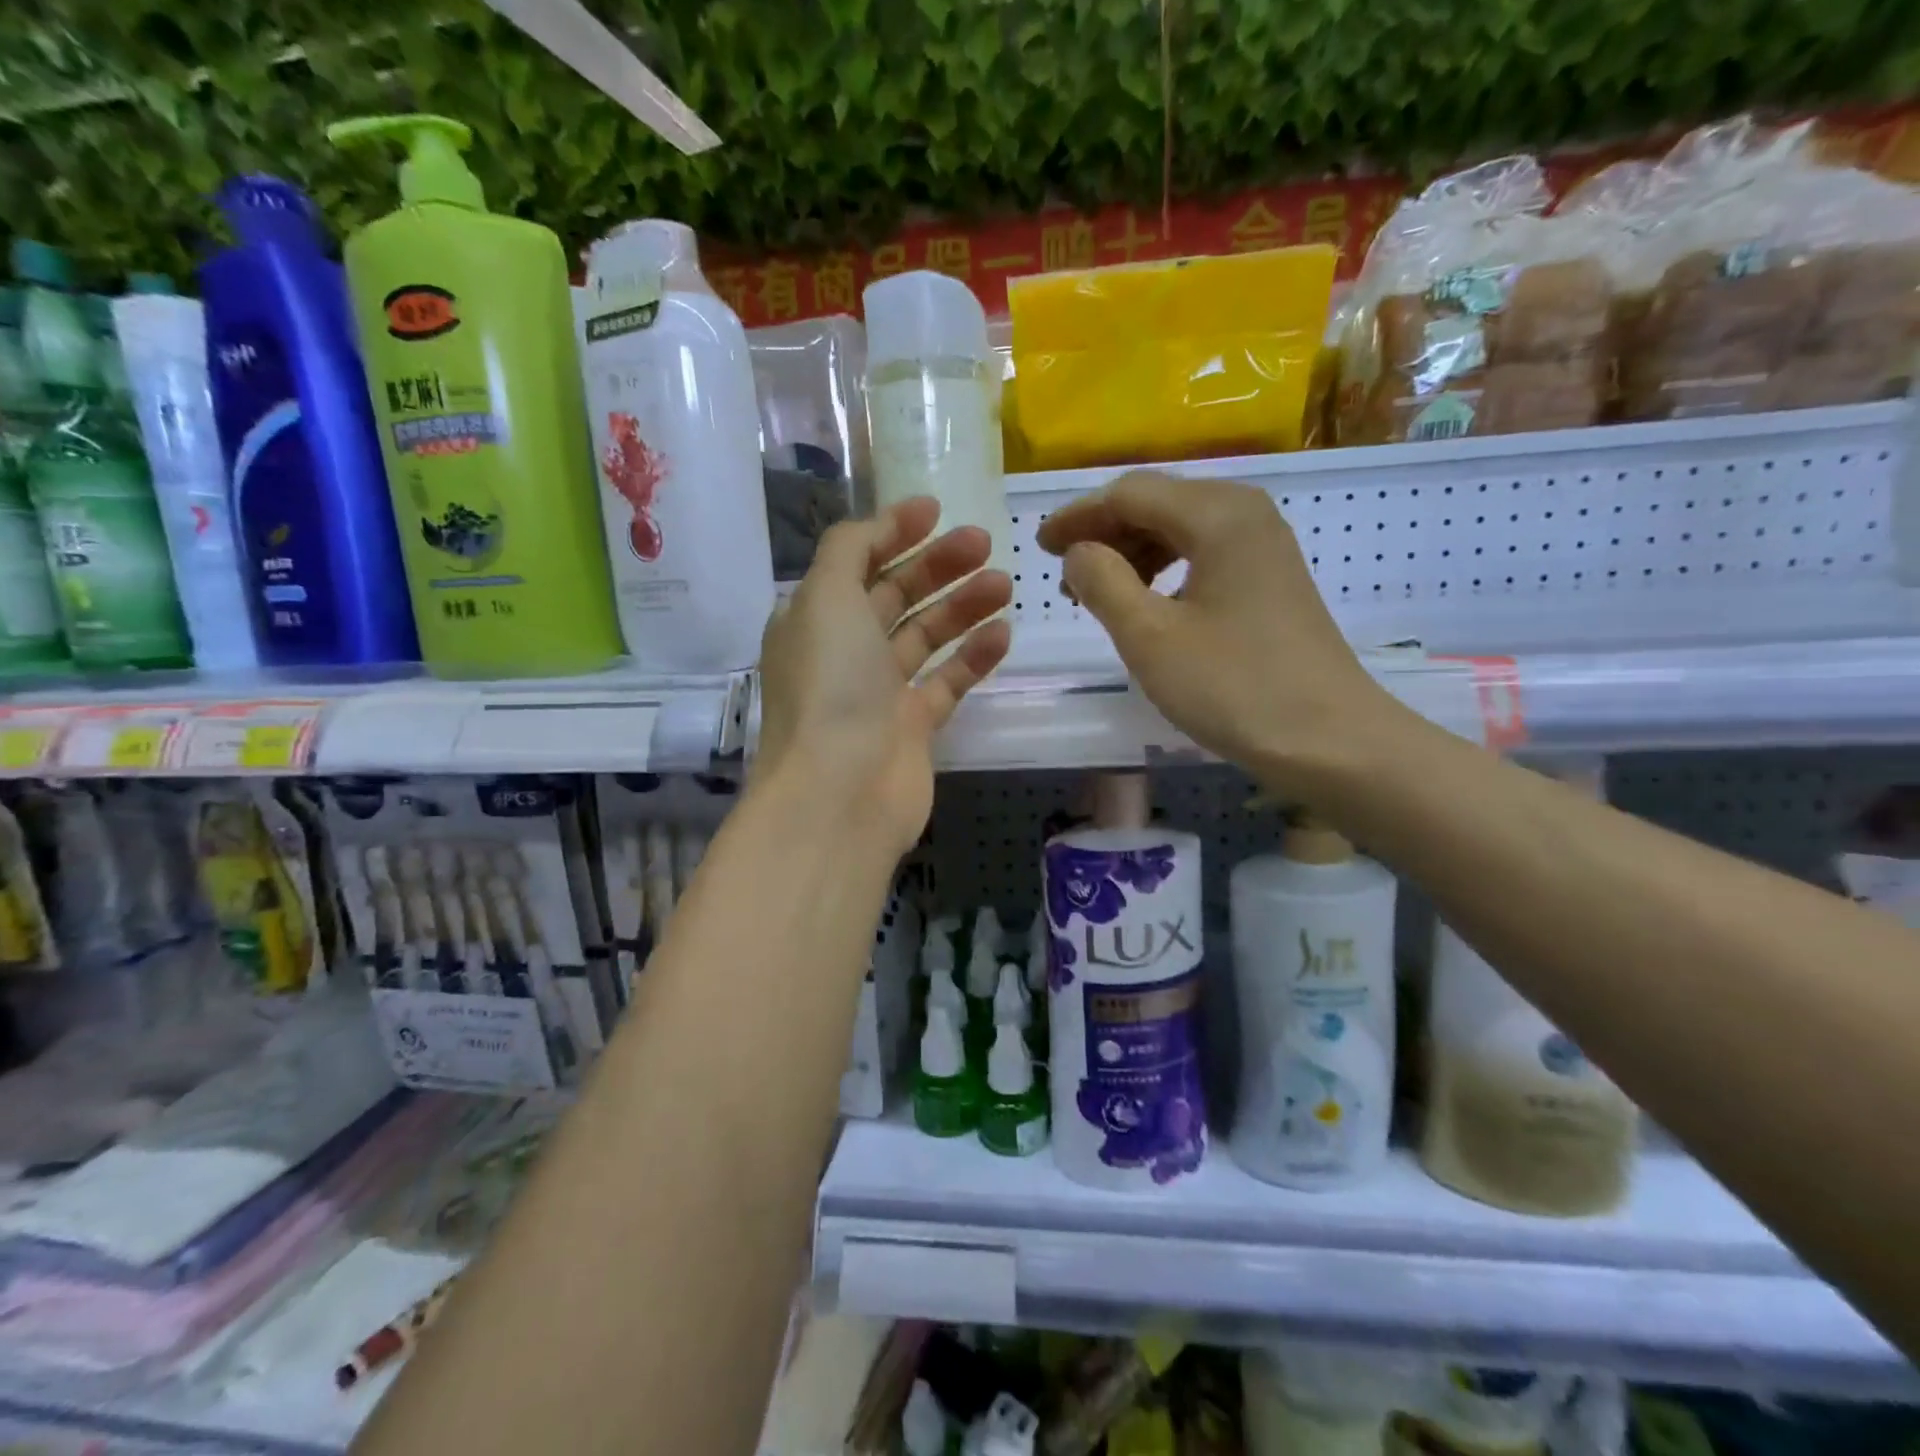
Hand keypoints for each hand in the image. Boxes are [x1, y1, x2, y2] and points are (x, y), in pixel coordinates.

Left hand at [757, 498, 1011, 856]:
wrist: (841, 792)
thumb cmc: (830, 685)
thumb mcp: (826, 597)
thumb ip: (850, 549)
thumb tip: (879, 526)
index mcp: (813, 619)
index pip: (855, 563)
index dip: (892, 532)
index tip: (935, 509)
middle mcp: (843, 652)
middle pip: (895, 596)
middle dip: (937, 565)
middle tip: (984, 542)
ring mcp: (879, 693)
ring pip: (926, 637)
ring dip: (963, 606)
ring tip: (1005, 583)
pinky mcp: (913, 728)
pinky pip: (947, 682)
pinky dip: (973, 657)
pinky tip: (1003, 633)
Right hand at [1036, 470, 1403, 796]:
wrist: (1328, 739)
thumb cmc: (1233, 687)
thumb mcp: (1149, 637)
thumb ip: (1103, 582)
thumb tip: (1079, 551)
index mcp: (1217, 514)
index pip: (1129, 493)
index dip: (1078, 516)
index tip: (1040, 547)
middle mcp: (1244, 512)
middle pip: (1156, 502)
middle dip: (1103, 533)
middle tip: (1063, 575)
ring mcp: (1263, 544)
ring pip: (1179, 528)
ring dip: (1131, 553)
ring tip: (1096, 594)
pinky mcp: (1270, 577)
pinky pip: (1202, 553)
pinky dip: (1163, 570)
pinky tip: (1145, 603)